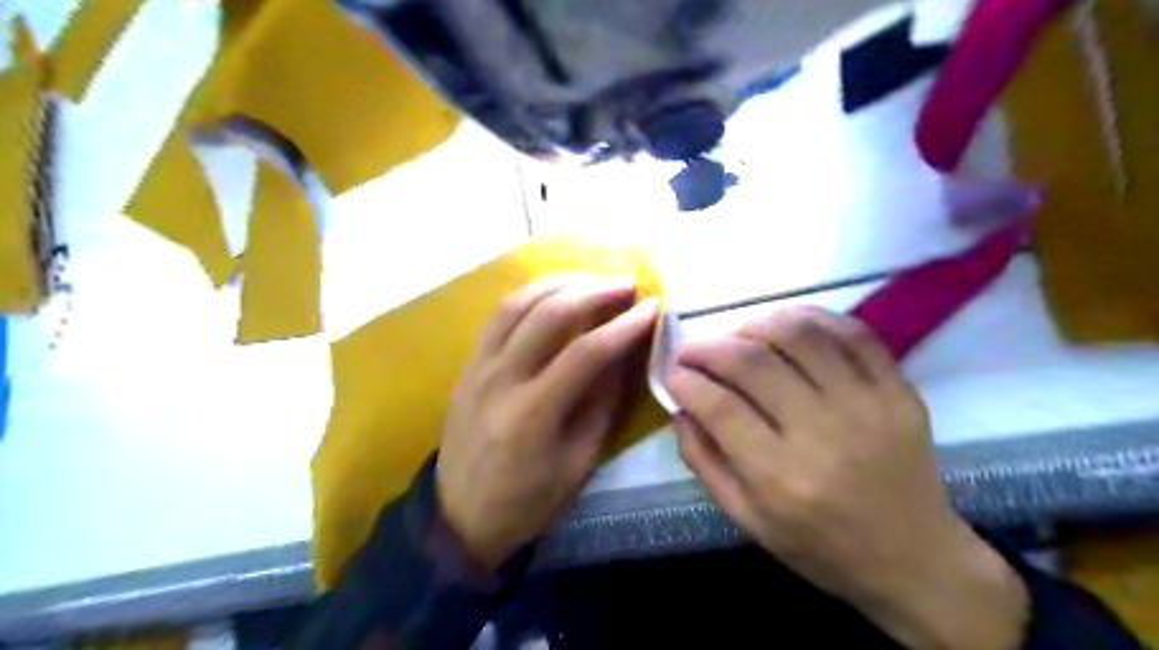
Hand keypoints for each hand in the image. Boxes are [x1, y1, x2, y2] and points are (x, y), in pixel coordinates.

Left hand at [435, 273, 655, 567]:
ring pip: (517, 303)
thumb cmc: (526, 502)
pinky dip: (529, 295)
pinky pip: (498, 316)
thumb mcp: (577, 463)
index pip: (586, 353)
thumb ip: (600, 404)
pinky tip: (553, 292)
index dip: (623, 326)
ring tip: (592, 278)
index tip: (651, 307)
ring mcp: (477, 367)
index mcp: (531, 415)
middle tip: (626, 283)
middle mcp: (500, 380)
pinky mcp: (467, 364)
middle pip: (548, 315)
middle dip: (594, 291)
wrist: (458, 517)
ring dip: (559, 282)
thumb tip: (621, 354)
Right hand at [665, 306, 1026, 646]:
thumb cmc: (819, 546)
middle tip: (693, 348)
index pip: (720, 407)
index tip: (672, 371)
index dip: (687, 380)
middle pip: (754, 363)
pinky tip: (787, 324)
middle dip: (710, 346)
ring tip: (737, 334)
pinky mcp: (899, 392)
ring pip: (800, 336)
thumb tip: (679, 407)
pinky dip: (813, 317)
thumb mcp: (745, 519)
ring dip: (756, 324)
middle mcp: (824, 435)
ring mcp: (868, 407)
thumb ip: (703, 461)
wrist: (914, 560)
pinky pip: (853, 333)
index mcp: (781, 478)